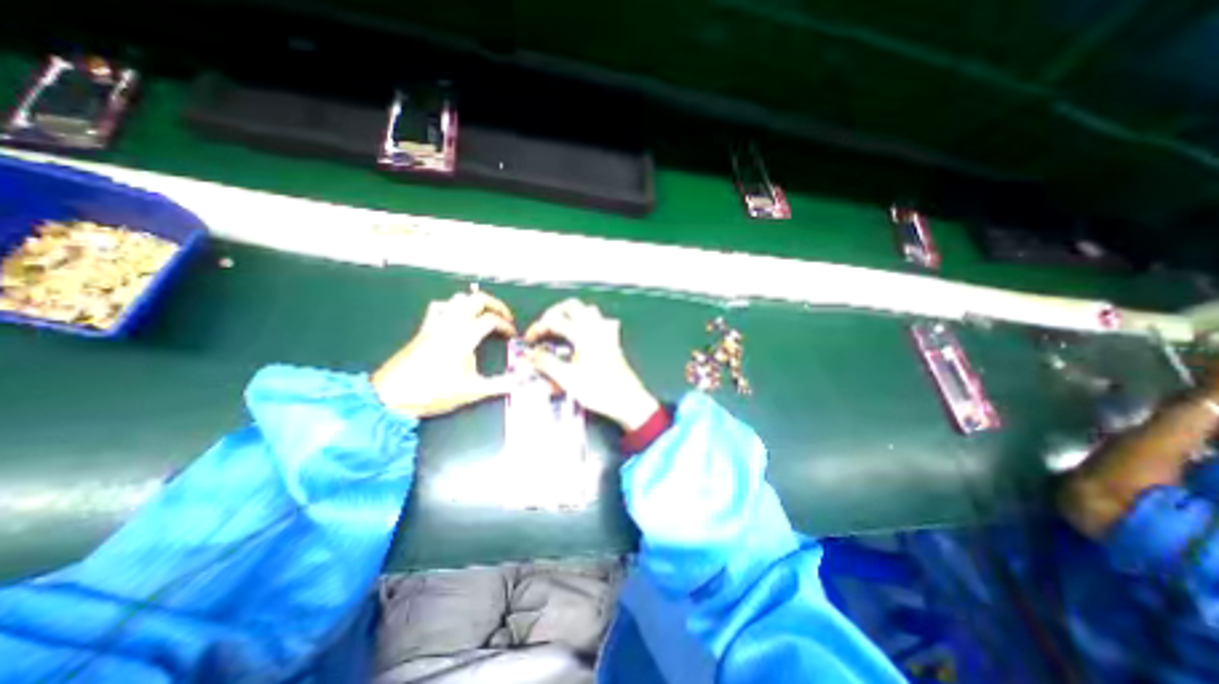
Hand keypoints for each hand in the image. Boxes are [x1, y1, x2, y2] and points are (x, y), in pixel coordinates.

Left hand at [376, 289, 517, 417]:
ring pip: (457, 299)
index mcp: (463, 337)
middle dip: (495, 305)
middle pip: (476, 299)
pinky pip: (439, 307)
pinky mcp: (423, 329)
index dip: (506, 325)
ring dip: (474, 303)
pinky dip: (452, 307)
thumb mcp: (472, 391)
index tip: (512, 336)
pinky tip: (457, 318)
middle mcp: (450, 325)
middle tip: (504, 317)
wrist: (391, 396)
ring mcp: (434, 325)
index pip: (491, 320)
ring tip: (484, 316)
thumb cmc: (433, 393)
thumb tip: (521, 381)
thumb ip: (500, 384)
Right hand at [521, 296, 658, 429]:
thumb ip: (547, 363)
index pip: (555, 320)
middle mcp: (596, 329)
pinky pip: (599, 321)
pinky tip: (581, 335)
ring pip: (587, 310)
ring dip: (571, 314)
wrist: (628, 401)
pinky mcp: (612, 342)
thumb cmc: (600, 391)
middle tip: (544, 328)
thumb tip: (529, 353)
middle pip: (572, 305)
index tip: (529, 339)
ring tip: (560, 328)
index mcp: (584, 335)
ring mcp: (606, 334)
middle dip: (554, 313)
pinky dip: (586, 322)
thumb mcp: (568, 379)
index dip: (538, 327)